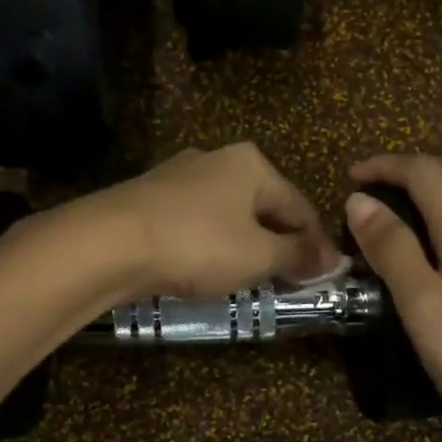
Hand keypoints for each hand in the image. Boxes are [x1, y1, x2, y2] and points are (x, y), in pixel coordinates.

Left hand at [81, 143, 340, 298]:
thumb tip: (334, 260)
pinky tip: (210, 267)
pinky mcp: (151, 197)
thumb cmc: (198, 244)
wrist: (108, 243)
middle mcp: (218, 160)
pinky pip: (199, 222)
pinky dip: (214, 244)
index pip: (300, 207)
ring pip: (230, 215)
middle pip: (265, 207)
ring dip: (248, 246)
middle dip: (282, 244)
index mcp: (252, 164)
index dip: (317, 245)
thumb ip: (299, 255)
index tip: (327, 277)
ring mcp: (180, 175)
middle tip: (291, 281)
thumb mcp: (259, 255)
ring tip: (253, 279)